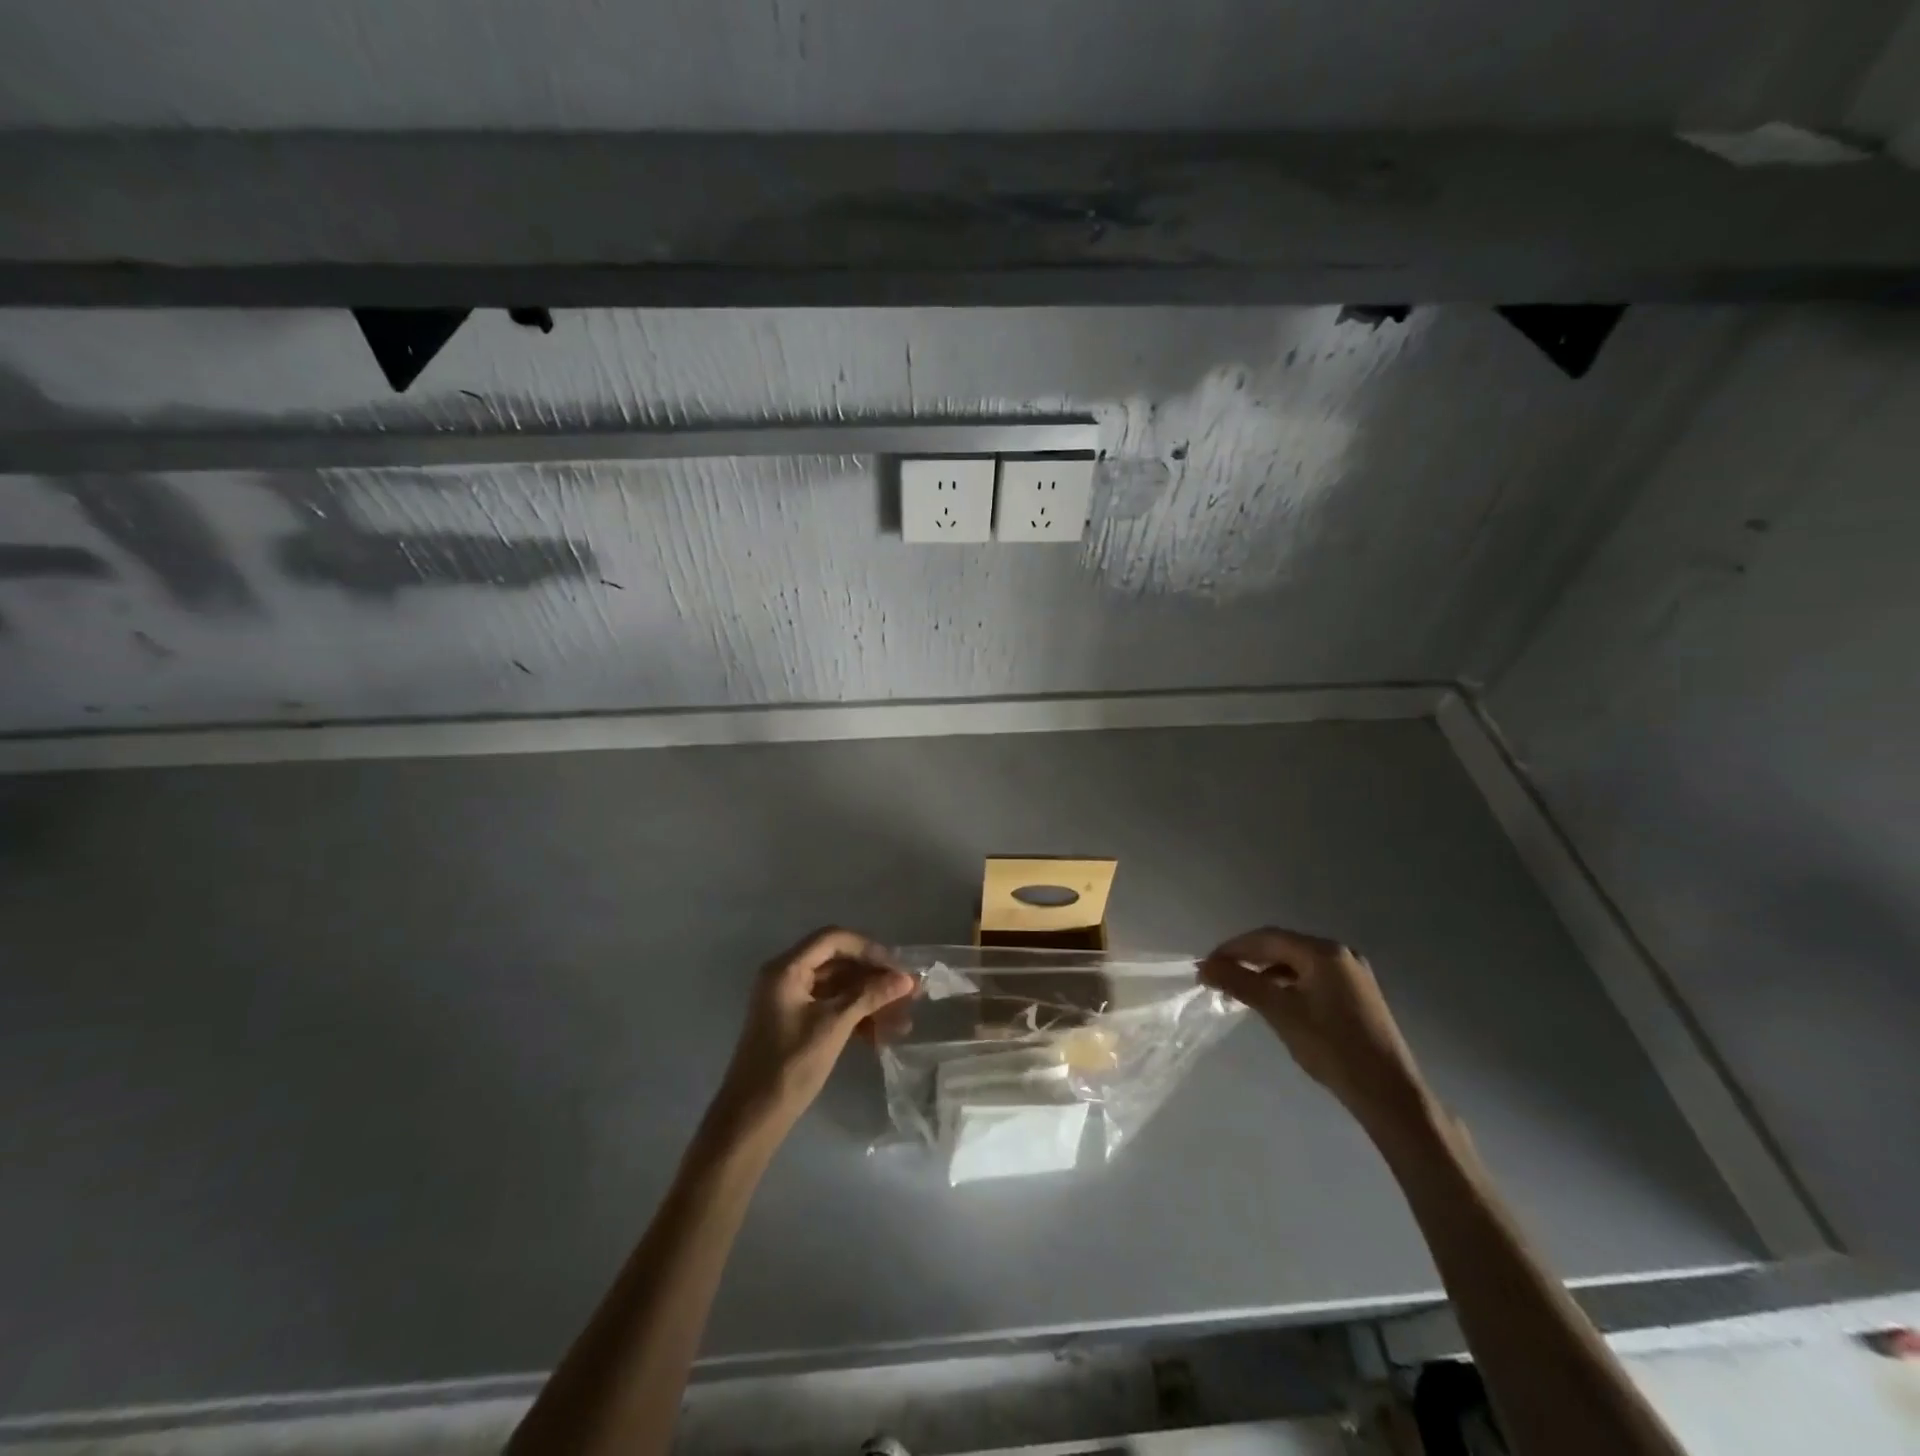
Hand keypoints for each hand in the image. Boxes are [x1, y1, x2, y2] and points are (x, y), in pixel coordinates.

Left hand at [708, 928, 914, 1144]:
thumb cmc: (789, 1066)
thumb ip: (870, 996)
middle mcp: (786, 976)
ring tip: (902, 1022)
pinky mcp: (796, 1022)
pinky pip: (831, 1007)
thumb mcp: (834, 1026)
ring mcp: (790, 1000)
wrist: (752, 1119)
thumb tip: (906, 979)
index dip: (868, 949)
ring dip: (870, 1000)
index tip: (897, 968)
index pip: (832, 939)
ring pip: (838, 987)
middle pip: (838, 962)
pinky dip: (855, 1016)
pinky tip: (880, 1036)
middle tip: (909, 994)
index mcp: (787, 968)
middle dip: (874, 978)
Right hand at [1201, 927, 1433, 1134]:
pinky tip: (1272, 999)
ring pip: (1297, 963)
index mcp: (1324, 952)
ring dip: (1265, 971)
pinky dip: (1286, 983)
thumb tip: (1206, 967)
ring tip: (1239, 988)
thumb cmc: (1332, 1048)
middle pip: (1283, 946)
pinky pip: (1311, 977)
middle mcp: (1340, 954)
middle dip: (1248, 958)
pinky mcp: (1356, 994)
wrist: (1388, 1094)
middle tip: (1219, 975)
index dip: (1233, 948)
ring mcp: (1352, 974)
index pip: (1267, 938)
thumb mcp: (1281, 1013)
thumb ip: (1242, 984)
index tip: (1206, 965)